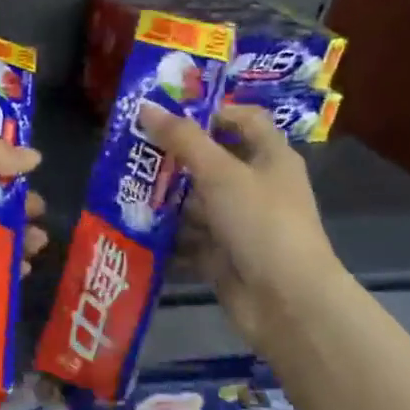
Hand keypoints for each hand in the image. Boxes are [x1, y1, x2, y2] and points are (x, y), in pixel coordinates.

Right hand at [138, 103, 347, 345]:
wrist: (286, 302)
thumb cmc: (260, 222)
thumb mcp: (220, 173)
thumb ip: (182, 139)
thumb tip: (146, 106)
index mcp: (270, 157)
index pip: (244, 119)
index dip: (211, 112)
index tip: (170, 115)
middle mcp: (257, 186)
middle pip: (213, 161)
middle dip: (174, 158)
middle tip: (133, 151)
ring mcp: (239, 223)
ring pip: (196, 202)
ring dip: (165, 199)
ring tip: (123, 189)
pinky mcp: (223, 255)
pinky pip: (189, 238)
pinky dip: (166, 236)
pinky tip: (134, 227)